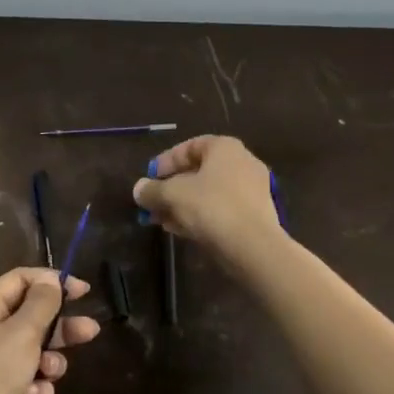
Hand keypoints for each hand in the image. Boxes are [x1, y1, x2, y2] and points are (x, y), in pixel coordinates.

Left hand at [0, 268, 100, 393]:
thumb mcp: (22, 332)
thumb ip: (41, 303)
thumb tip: (50, 281)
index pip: (19, 280)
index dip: (50, 280)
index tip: (81, 291)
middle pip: (32, 318)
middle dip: (61, 326)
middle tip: (89, 331)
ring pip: (36, 355)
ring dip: (49, 364)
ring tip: (49, 373)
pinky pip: (32, 385)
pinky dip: (37, 391)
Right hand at [132, 135, 282, 261]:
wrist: (253, 247)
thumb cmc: (211, 207)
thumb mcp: (172, 195)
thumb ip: (152, 190)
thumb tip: (138, 189)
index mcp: (225, 148)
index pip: (190, 147)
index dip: (166, 161)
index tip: (149, 178)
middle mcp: (242, 163)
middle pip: (198, 172)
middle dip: (171, 188)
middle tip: (152, 203)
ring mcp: (251, 190)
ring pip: (208, 193)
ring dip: (182, 205)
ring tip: (160, 220)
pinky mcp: (254, 215)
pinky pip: (220, 209)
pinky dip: (199, 216)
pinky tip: (179, 230)